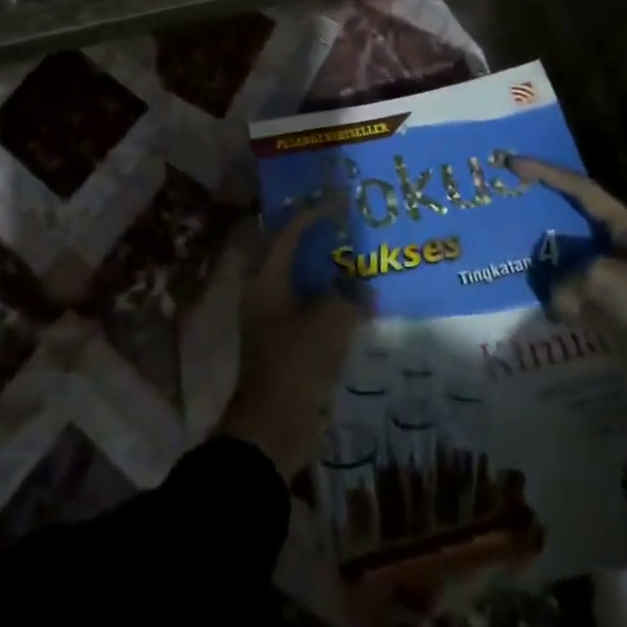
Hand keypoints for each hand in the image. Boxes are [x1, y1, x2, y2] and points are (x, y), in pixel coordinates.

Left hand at [218, 202, 369, 477]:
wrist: (274, 426)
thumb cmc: (296, 364)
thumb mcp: (330, 322)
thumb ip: (349, 296)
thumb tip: (362, 288)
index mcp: (266, 280)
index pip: (288, 233)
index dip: (313, 213)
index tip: (340, 201)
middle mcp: (264, 293)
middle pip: (290, 254)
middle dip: (316, 238)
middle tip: (345, 226)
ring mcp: (272, 319)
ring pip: (301, 282)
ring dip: (325, 270)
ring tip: (356, 260)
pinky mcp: (285, 342)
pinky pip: (309, 309)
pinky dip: (329, 300)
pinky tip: (356, 304)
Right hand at [513, 158, 626, 444]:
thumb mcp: (606, 282)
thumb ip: (568, 282)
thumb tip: (556, 301)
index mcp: (626, 226)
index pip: (579, 188)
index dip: (544, 172)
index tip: (511, 162)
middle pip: (575, 225)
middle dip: (542, 221)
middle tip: (505, 219)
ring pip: (579, 265)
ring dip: (552, 267)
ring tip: (516, 269)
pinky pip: (589, 299)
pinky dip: (568, 302)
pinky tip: (546, 313)